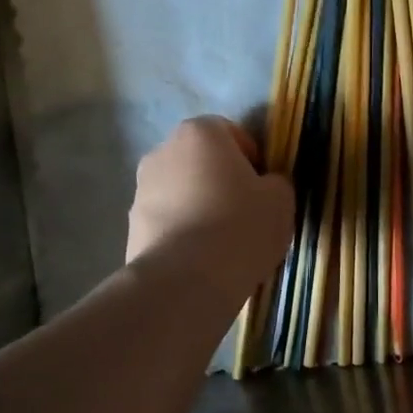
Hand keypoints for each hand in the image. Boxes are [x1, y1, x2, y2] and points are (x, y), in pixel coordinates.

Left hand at [127, 117, 294, 296]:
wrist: (185, 280)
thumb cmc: (240, 226)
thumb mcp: (280, 200)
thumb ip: (276, 182)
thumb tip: (266, 185)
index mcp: (200, 133)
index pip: (230, 132)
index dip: (251, 158)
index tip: (263, 189)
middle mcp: (163, 152)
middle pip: (201, 162)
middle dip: (221, 182)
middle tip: (244, 214)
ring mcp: (141, 189)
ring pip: (181, 192)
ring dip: (199, 207)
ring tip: (222, 243)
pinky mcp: (131, 226)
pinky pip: (167, 222)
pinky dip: (183, 233)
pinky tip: (201, 260)